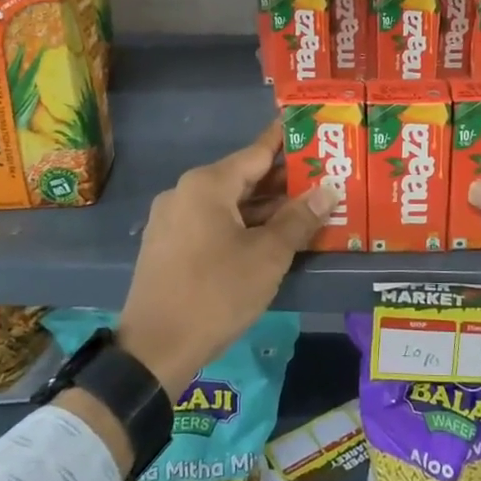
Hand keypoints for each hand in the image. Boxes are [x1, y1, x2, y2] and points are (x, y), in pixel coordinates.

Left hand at [118, 122, 337, 397]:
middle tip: (322, 178)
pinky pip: (212, 223)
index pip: (258, 152)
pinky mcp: (168, 245)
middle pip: (243, 177)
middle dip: (282, 181)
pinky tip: (269, 237)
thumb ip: (299, 219)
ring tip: (305, 209)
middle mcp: (185, 192)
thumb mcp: (268, 256)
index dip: (288, 142)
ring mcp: (172, 220)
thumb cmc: (216, 294)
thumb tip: (327, 191)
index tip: (313, 129)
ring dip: (264, 208)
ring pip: (228, 203)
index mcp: (207, 185)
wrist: (153, 350)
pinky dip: (242, 224)